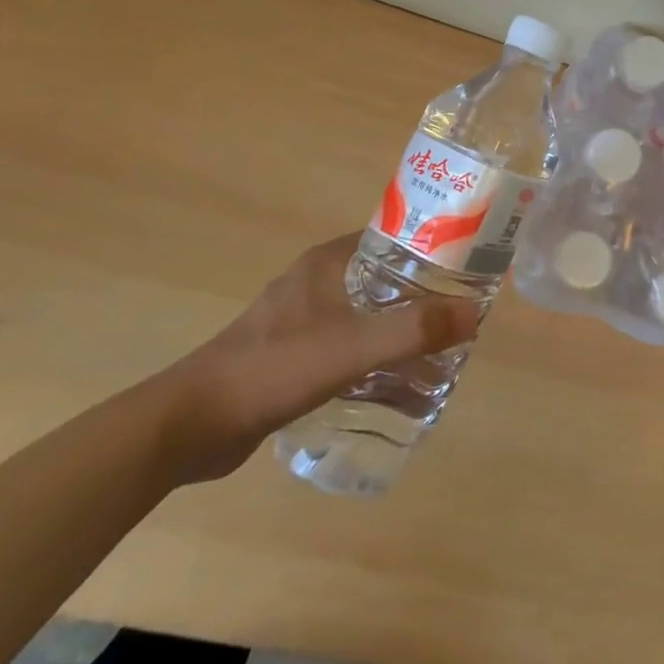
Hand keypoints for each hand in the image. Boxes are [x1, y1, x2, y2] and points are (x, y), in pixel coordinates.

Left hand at [152, 233, 477, 481]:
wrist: (188, 426)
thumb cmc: (273, 369)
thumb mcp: (352, 347)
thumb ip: (413, 330)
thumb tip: (475, 314)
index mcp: (329, 261)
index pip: (395, 236)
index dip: (435, 246)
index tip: (471, 266)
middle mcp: (317, 280)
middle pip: (387, 276)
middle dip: (426, 293)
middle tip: (462, 315)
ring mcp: (302, 317)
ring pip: (369, 311)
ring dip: (401, 326)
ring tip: (439, 348)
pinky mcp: (292, 353)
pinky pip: (350, 342)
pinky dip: (376, 354)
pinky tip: (396, 380)